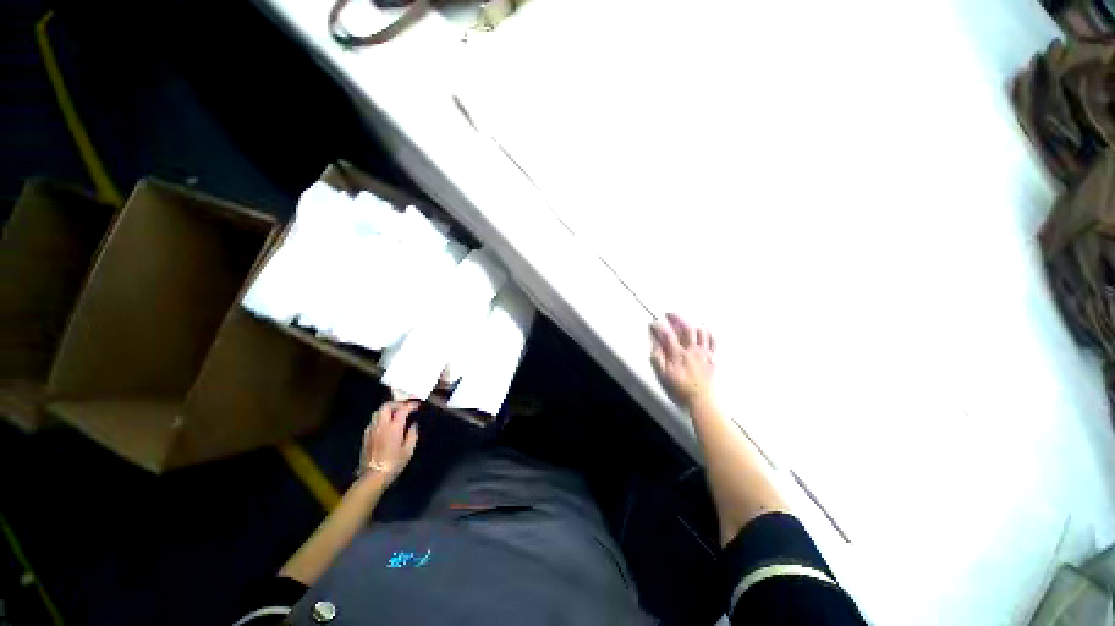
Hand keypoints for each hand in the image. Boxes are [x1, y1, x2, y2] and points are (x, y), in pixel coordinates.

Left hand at [358, 400, 419, 484]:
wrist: (373, 476)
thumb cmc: (394, 463)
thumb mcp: (408, 450)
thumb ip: (412, 434)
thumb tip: (413, 425)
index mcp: (394, 427)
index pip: (402, 409)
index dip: (410, 405)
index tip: (417, 405)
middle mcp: (381, 425)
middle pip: (386, 406)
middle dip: (396, 404)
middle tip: (404, 407)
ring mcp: (371, 430)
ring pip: (377, 412)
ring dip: (387, 410)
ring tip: (395, 414)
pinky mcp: (365, 436)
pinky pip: (373, 421)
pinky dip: (380, 419)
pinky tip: (385, 425)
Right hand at [651, 313, 715, 407]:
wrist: (701, 400)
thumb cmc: (680, 388)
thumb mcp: (663, 376)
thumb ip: (658, 359)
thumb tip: (654, 344)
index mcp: (678, 355)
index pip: (667, 335)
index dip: (659, 326)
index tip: (653, 323)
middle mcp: (692, 350)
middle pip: (686, 327)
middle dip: (677, 317)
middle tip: (669, 314)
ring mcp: (704, 352)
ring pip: (701, 331)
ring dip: (692, 322)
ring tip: (685, 319)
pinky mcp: (712, 356)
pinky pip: (712, 340)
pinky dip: (708, 331)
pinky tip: (704, 327)